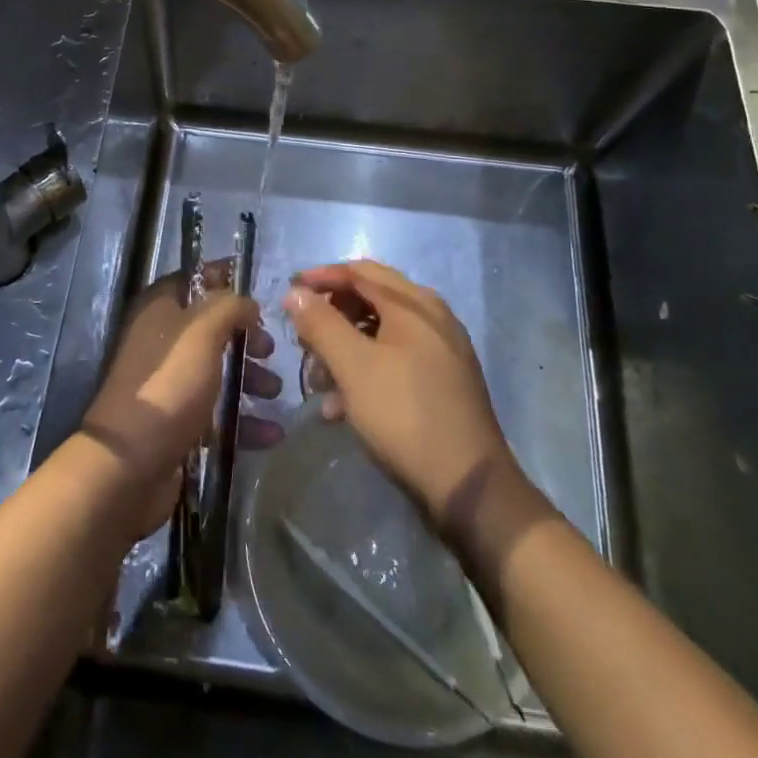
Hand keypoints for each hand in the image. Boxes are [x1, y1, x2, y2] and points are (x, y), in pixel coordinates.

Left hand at [82, 261, 282, 536]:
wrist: (129, 464)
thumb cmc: (168, 384)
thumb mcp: (202, 332)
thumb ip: (228, 307)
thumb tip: (247, 303)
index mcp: (159, 310)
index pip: (194, 282)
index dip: (226, 284)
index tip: (260, 297)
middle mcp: (161, 342)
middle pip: (211, 330)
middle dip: (246, 340)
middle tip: (270, 352)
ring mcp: (169, 384)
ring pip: (217, 372)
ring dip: (250, 380)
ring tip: (275, 395)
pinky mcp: (178, 423)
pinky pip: (217, 414)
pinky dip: (244, 421)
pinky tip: (271, 434)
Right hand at [286, 259, 522, 531]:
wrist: (469, 486)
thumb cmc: (404, 415)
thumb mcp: (353, 367)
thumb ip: (321, 324)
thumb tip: (295, 292)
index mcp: (414, 304)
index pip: (359, 272)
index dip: (321, 277)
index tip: (289, 293)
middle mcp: (433, 317)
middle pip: (371, 299)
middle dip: (331, 316)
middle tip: (302, 338)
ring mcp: (442, 350)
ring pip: (381, 333)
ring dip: (345, 348)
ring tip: (318, 380)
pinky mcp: (443, 381)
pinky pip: (396, 360)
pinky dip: (366, 371)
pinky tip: (342, 407)